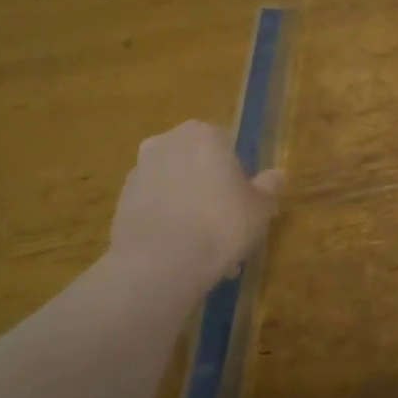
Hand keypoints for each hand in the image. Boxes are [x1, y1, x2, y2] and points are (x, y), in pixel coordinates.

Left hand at [109, 121, 284, 283]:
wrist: (160, 263)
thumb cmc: (220, 224)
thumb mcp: (260, 207)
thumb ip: (269, 187)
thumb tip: (277, 175)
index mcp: (202, 134)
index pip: (227, 146)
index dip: (238, 176)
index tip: (245, 203)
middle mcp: (166, 143)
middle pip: (197, 165)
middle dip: (211, 192)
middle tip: (227, 228)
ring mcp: (139, 172)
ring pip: (175, 189)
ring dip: (190, 210)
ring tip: (206, 251)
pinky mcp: (121, 203)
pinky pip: (156, 209)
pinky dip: (169, 225)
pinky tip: (183, 256)